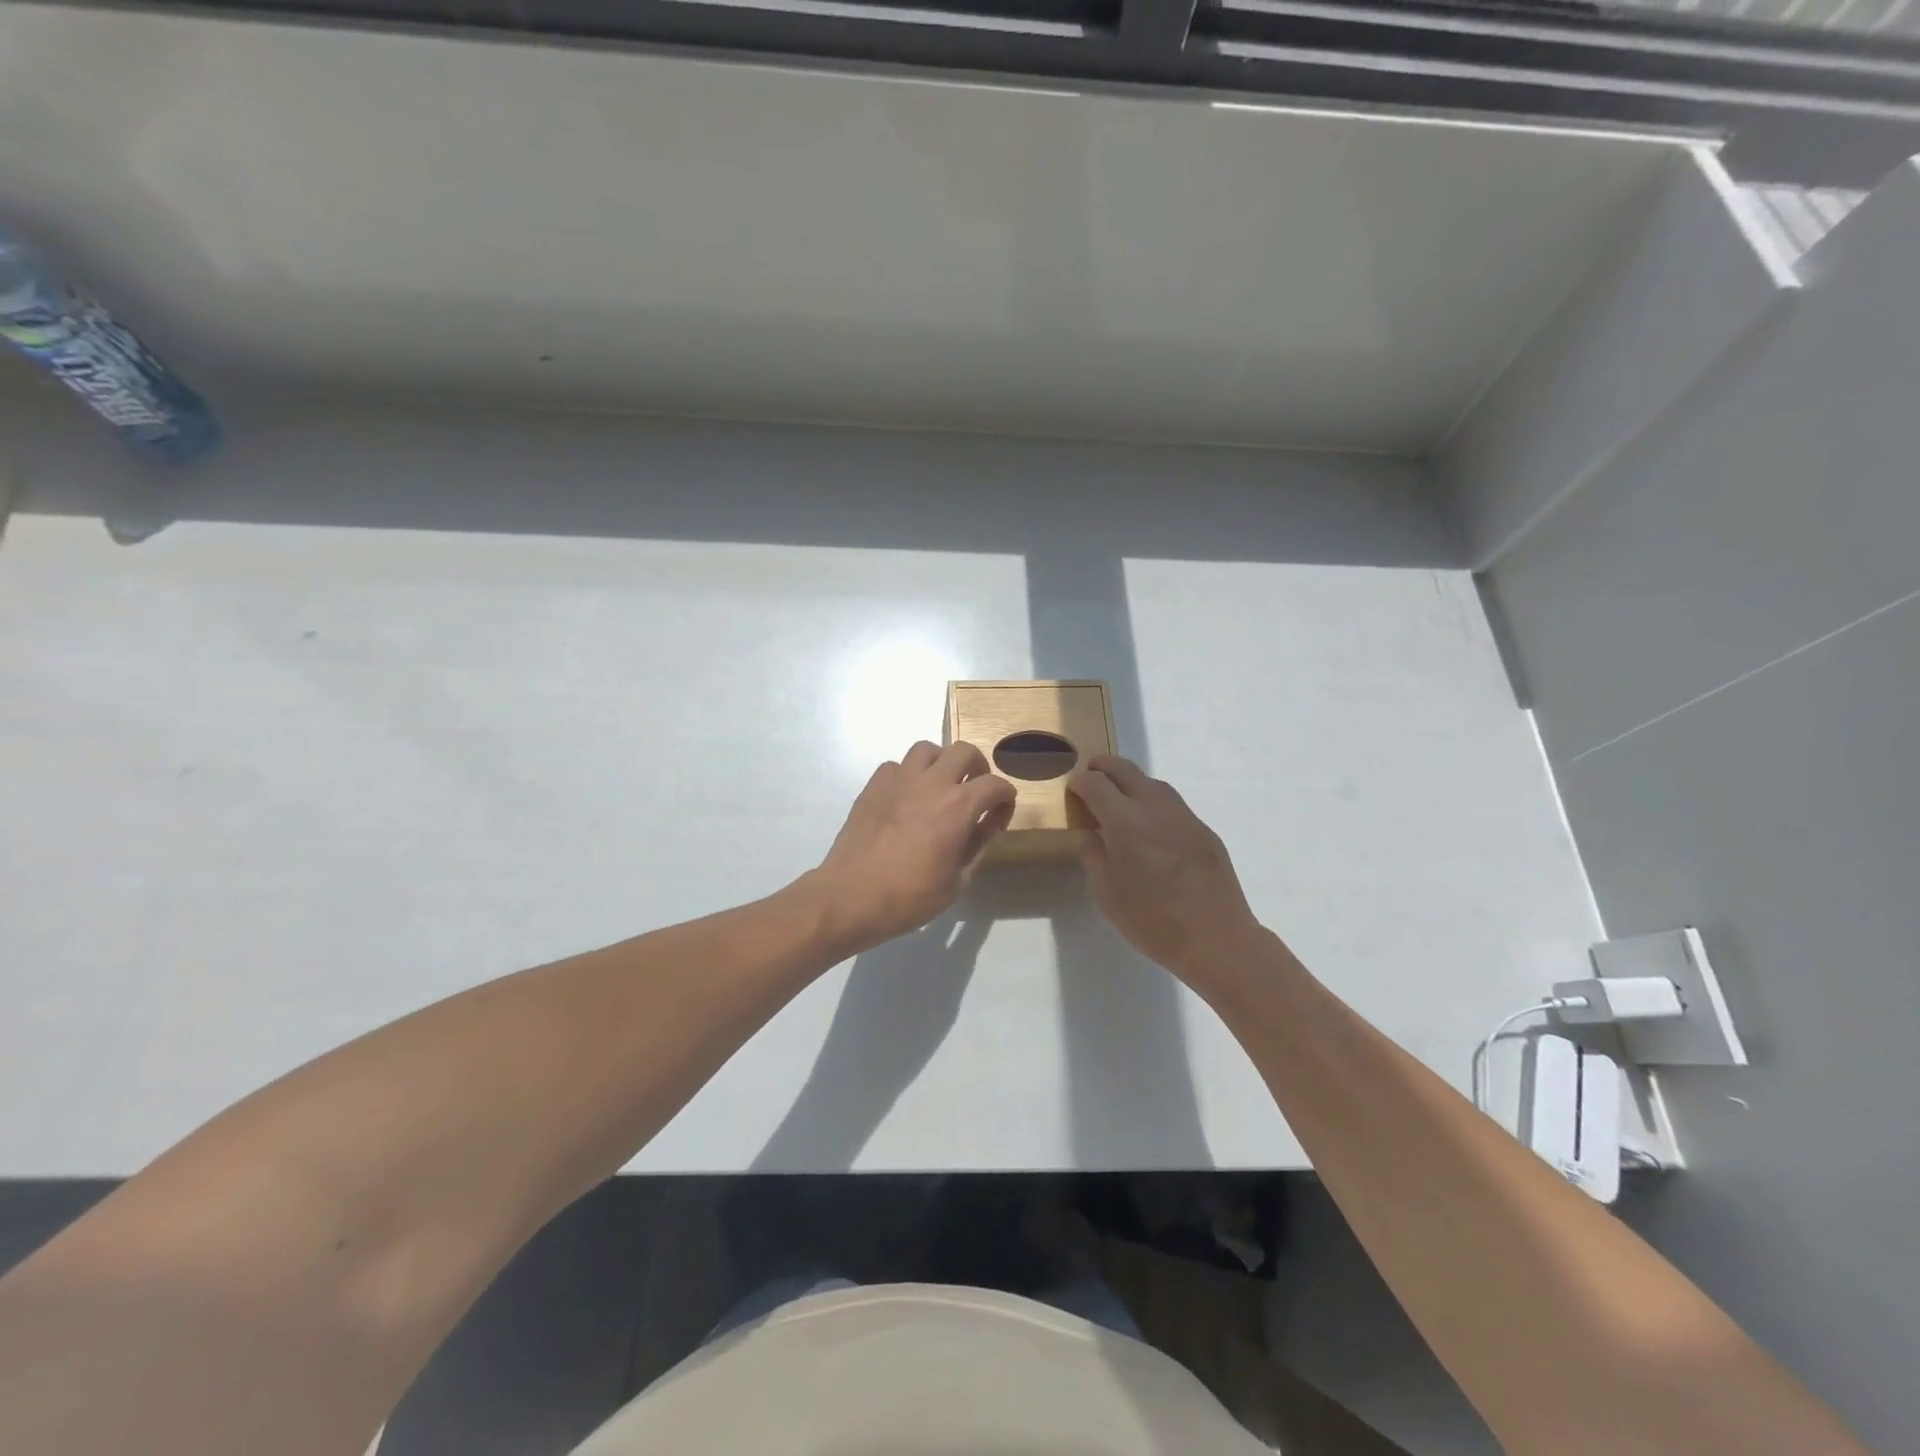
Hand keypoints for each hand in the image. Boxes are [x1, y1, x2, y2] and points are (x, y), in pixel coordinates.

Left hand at [806, 742, 1015, 953]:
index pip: (995, 785)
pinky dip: (907, 775)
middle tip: (975, 790)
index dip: (1005, 797)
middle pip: (964, 751)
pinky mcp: (873, 786)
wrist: (851, 896)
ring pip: (927, 750)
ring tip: (940, 786)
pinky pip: (896, 765)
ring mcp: (899, 780)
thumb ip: (979, 845)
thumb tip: (990, 822)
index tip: (1001, 813)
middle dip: (977, 767)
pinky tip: (906, 797)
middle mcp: (932, 783)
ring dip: (941, 763)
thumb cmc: (909, 897)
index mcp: (959, 806)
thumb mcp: (957, 881)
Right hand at [1069, 755, 1263, 988]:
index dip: (1080, 783)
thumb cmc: (1152, 921)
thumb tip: (1089, 833)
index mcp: (1125, 822)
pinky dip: (1154, 802)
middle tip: (1091, 775)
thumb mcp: (1106, 894)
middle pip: (1125, 769)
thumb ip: (1092, 855)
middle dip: (1103, 767)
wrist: (1215, 938)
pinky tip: (1151, 825)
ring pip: (1153, 782)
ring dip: (1131, 782)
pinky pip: (1172, 804)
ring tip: (1119, 798)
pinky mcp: (1203, 830)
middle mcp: (1155, 808)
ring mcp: (1184, 816)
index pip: (1096, 784)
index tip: (1073, 791)